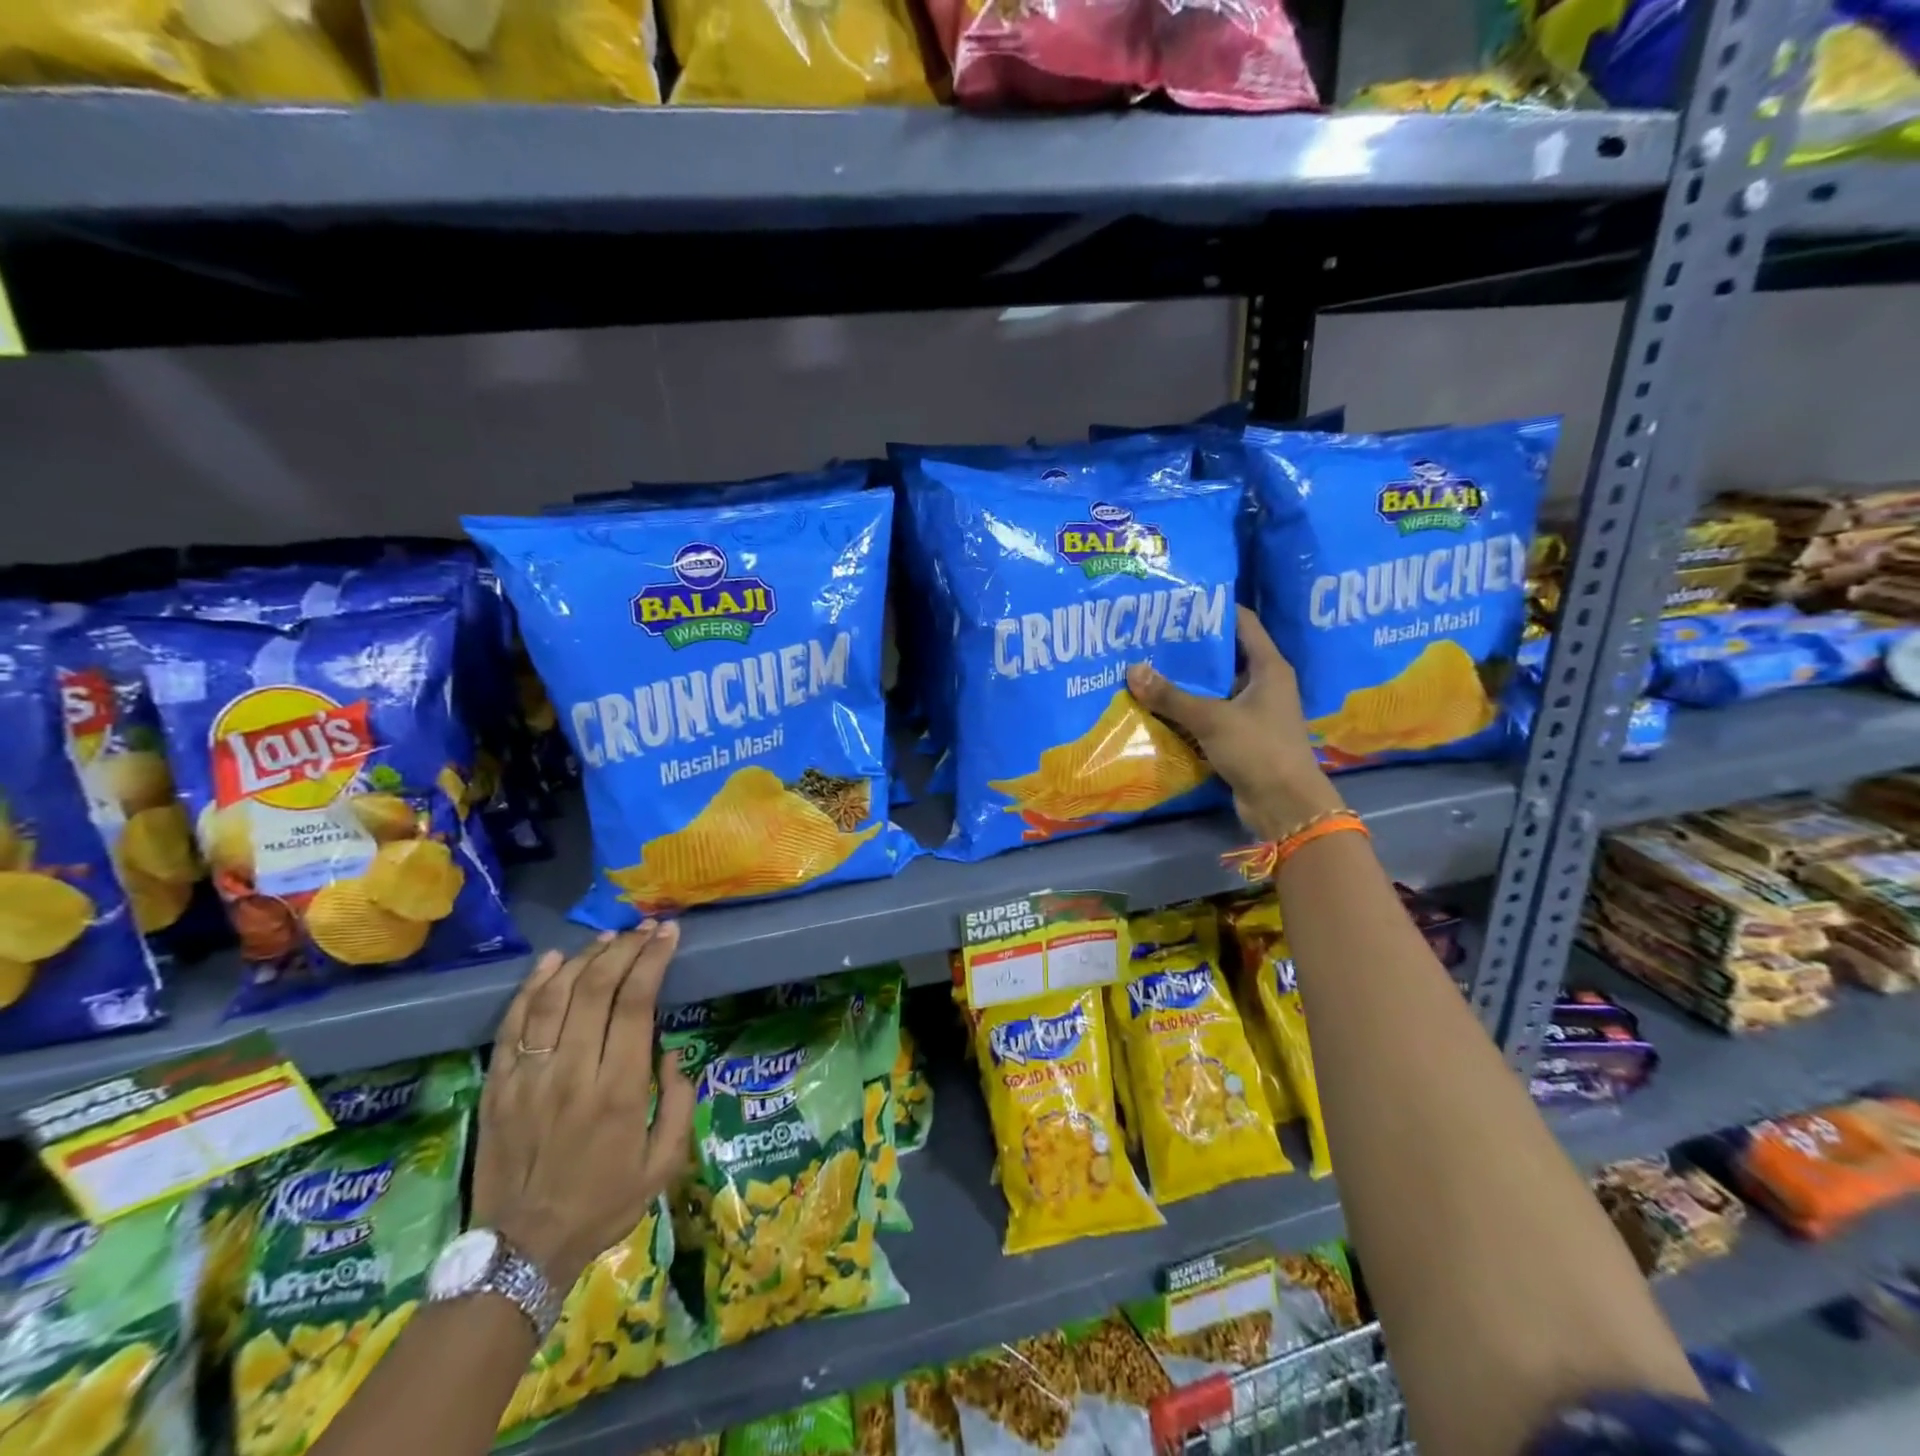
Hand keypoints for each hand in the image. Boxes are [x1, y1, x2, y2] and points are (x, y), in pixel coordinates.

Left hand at [473, 922, 695, 1290]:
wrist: (519, 1252)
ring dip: (584, 958)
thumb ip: (679, 1103)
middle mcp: (573, 1073)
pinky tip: (553, 960)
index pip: (636, 1003)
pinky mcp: (497, 1085)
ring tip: (607, 937)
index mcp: (619, 1090)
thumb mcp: (664, 1165)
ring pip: (555, 997)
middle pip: (596, 988)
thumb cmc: (602, 1205)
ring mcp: (528, 1077)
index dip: (653, 960)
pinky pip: (513, 1024)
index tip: (668, 934)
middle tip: (644, 928)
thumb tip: (671, 1053)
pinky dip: (532, 986)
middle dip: (625, 948)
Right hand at [1127, 606, 1344, 839]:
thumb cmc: (1258, 750)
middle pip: (1224, 655)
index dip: (1213, 608)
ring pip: (1214, 687)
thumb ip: (1171, 696)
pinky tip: (1157, 705)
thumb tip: (1132, 670)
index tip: (1178, 601)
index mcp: (1269, 667)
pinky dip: (1188, 709)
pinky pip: (1210, 714)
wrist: (1285, 806)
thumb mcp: (1212, 719)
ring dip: (1185, 681)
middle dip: (1190, 647)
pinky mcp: (1240, 736)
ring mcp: (1252, 711)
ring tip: (1147, 666)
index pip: (1242, 622)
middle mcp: (1263, 683)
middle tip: (1151, 635)